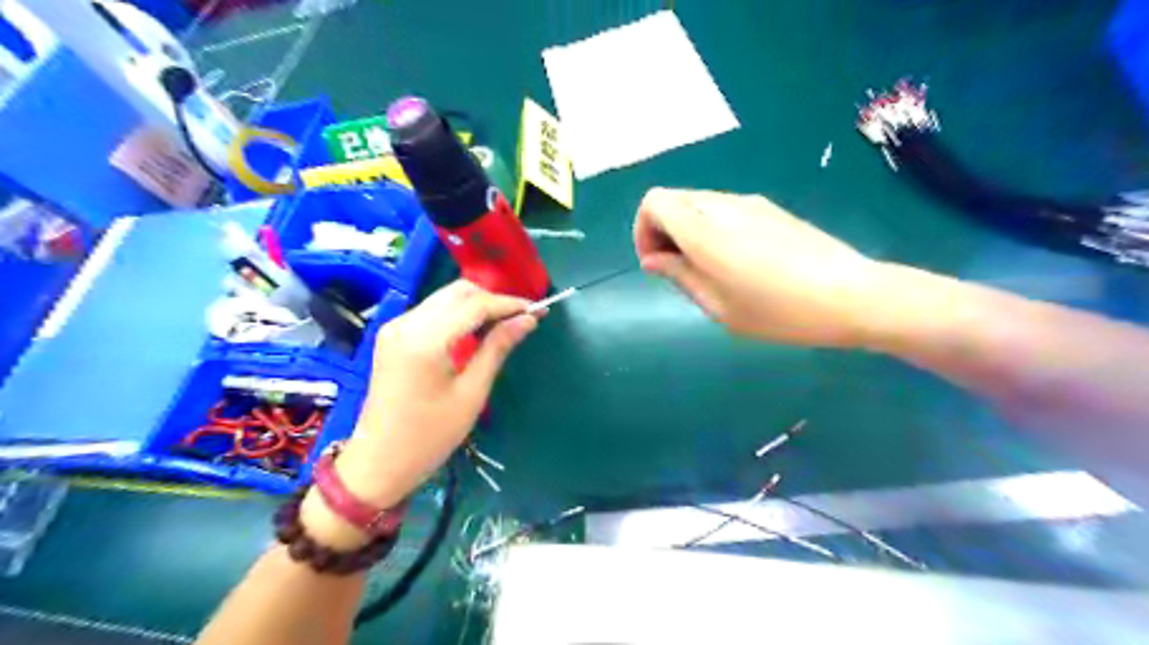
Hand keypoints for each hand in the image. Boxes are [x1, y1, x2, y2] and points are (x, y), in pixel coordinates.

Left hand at [328, 279, 534, 510]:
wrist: (378, 462)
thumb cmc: (429, 436)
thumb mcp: (471, 394)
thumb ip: (497, 349)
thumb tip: (527, 320)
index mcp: (424, 340)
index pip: (474, 305)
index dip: (509, 304)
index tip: (538, 310)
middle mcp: (406, 323)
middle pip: (458, 292)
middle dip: (493, 300)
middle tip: (522, 319)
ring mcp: (395, 327)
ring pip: (445, 298)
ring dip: (476, 305)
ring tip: (504, 326)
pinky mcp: (393, 335)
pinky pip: (432, 312)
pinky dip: (458, 315)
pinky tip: (475, 333)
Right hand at [633, 186, 881, 347]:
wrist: (852, 295)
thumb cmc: (779, 311)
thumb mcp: (719, 306)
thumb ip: (680, 276)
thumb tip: (653, 259)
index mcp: (704, 229)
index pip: (654, 202)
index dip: (643, 231)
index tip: (656, 264)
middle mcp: (723, 205)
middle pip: (674, 200)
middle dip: (663, 232)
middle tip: (677, 271)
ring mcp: (750, 203)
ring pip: (698, 204)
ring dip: (687, 230)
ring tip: (707, 270)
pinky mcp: (770, 209)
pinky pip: (724, 209)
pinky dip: (711, 228)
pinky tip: (735, 262)